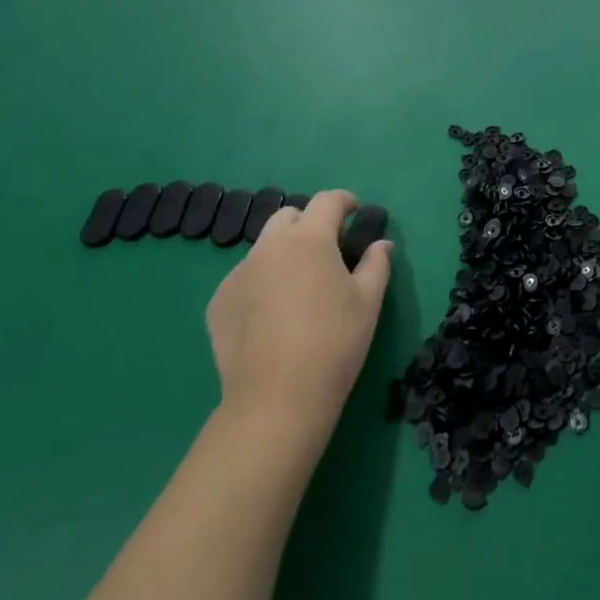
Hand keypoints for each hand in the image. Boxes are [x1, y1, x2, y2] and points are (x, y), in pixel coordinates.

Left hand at [206, 191, 391, 450]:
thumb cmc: (334, 343)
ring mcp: (238, 274)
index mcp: (309, 239)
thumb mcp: (368, 301)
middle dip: (309, 223)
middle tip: (327, 250)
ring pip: (264, 247)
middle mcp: (269, 246)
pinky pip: (245, 277)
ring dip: (284, 251)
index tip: (355, 213)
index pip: (327, 201)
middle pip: (289, 216)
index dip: (345, 201)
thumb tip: (381, 244)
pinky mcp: (219, 302)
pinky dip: (262, 281)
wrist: (276, 399)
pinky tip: (272, 314)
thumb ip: (377, 264)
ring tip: (298, 285)